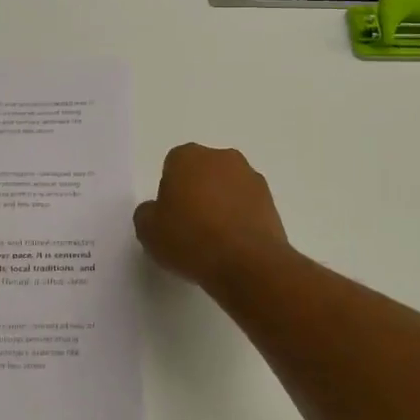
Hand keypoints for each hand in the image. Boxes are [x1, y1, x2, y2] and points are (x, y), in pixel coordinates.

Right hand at [134, 144, 289, 288]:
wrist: (246, 263)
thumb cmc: (190, 239)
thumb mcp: (148, 231)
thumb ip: (147, 213)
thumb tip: (157, 210)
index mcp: (188, 156)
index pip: (172, 166)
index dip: (169, 191)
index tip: (169, 216)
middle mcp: (222, 157)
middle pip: (203, 172)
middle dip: (197, 192)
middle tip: (189, 226)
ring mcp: (251, 177)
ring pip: (228, 187)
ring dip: (221, 204)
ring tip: (214, 240)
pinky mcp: (271, 201)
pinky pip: (247, 206)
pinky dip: (240, 219)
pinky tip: (234, 245)